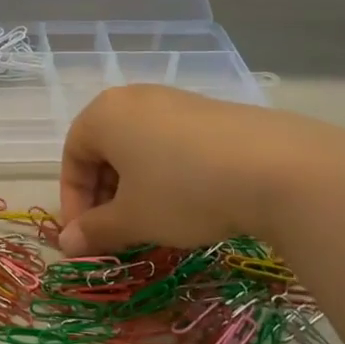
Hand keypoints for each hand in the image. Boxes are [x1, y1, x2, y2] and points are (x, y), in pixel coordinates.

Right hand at [56, 85, 344, 256]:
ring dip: (136, 187)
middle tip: (117, 233)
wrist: (277, 168)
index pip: (71, 157)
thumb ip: (95, 231)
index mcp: (104, 114)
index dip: (73, 202)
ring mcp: (177, 101)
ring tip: (154, 222)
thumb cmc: (183, 191)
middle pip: (104, 150)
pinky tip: (191, 203)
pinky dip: (168, 175)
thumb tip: (67, 245)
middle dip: (104, 196)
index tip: (86, 239)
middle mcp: (135, 98)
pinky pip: (172, 144)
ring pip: (139, 148)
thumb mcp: (133, 218)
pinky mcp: (212, 112)